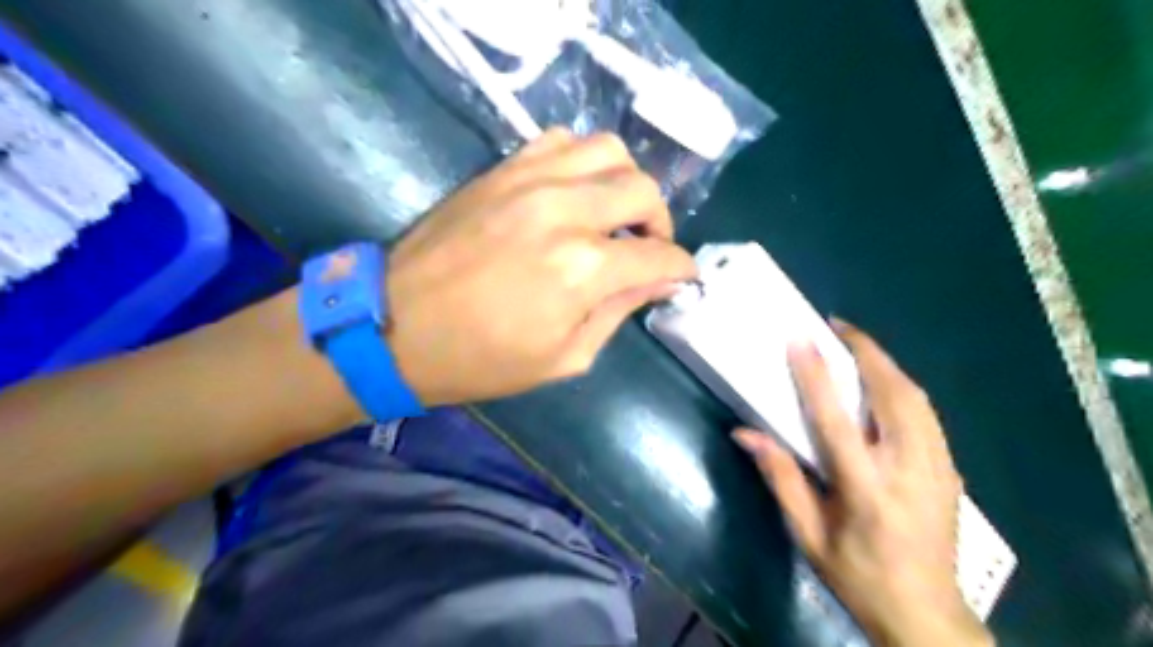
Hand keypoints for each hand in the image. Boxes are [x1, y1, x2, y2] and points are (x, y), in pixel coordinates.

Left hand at [388, 129, 697, 407]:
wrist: (395, 325)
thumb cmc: (481, 359)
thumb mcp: (564, 357)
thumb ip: (618, 312)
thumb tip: (658, 280)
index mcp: (582, 270)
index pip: (659, 255)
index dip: (681, 267)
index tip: (683, 276)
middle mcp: (564, 211)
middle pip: (643, 190)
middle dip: (659, 222)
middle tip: (647, 248)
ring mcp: (530, 180)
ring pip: (609, 150)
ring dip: (624, 183)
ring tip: (613, 215)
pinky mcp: (502, 169)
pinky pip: (561, 141)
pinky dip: (582, 162)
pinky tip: (574, 192)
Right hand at [739, 325, 990, 646]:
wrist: (926, 614)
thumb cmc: (856, 575)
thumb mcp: (808, 534)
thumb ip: (780, 478)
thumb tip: (745, 433)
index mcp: (866, 491)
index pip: (837, 421)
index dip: (817, 376)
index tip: (801, 339)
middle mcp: (908, 471)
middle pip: (893, 395)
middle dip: (867, 352)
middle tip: (837, 326)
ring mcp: (938, 468)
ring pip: (916, 398)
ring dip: (886, 363)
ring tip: (857, 344)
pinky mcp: (950, 469)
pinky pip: (926, 413)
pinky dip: (902, 386)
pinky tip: (884, 381)